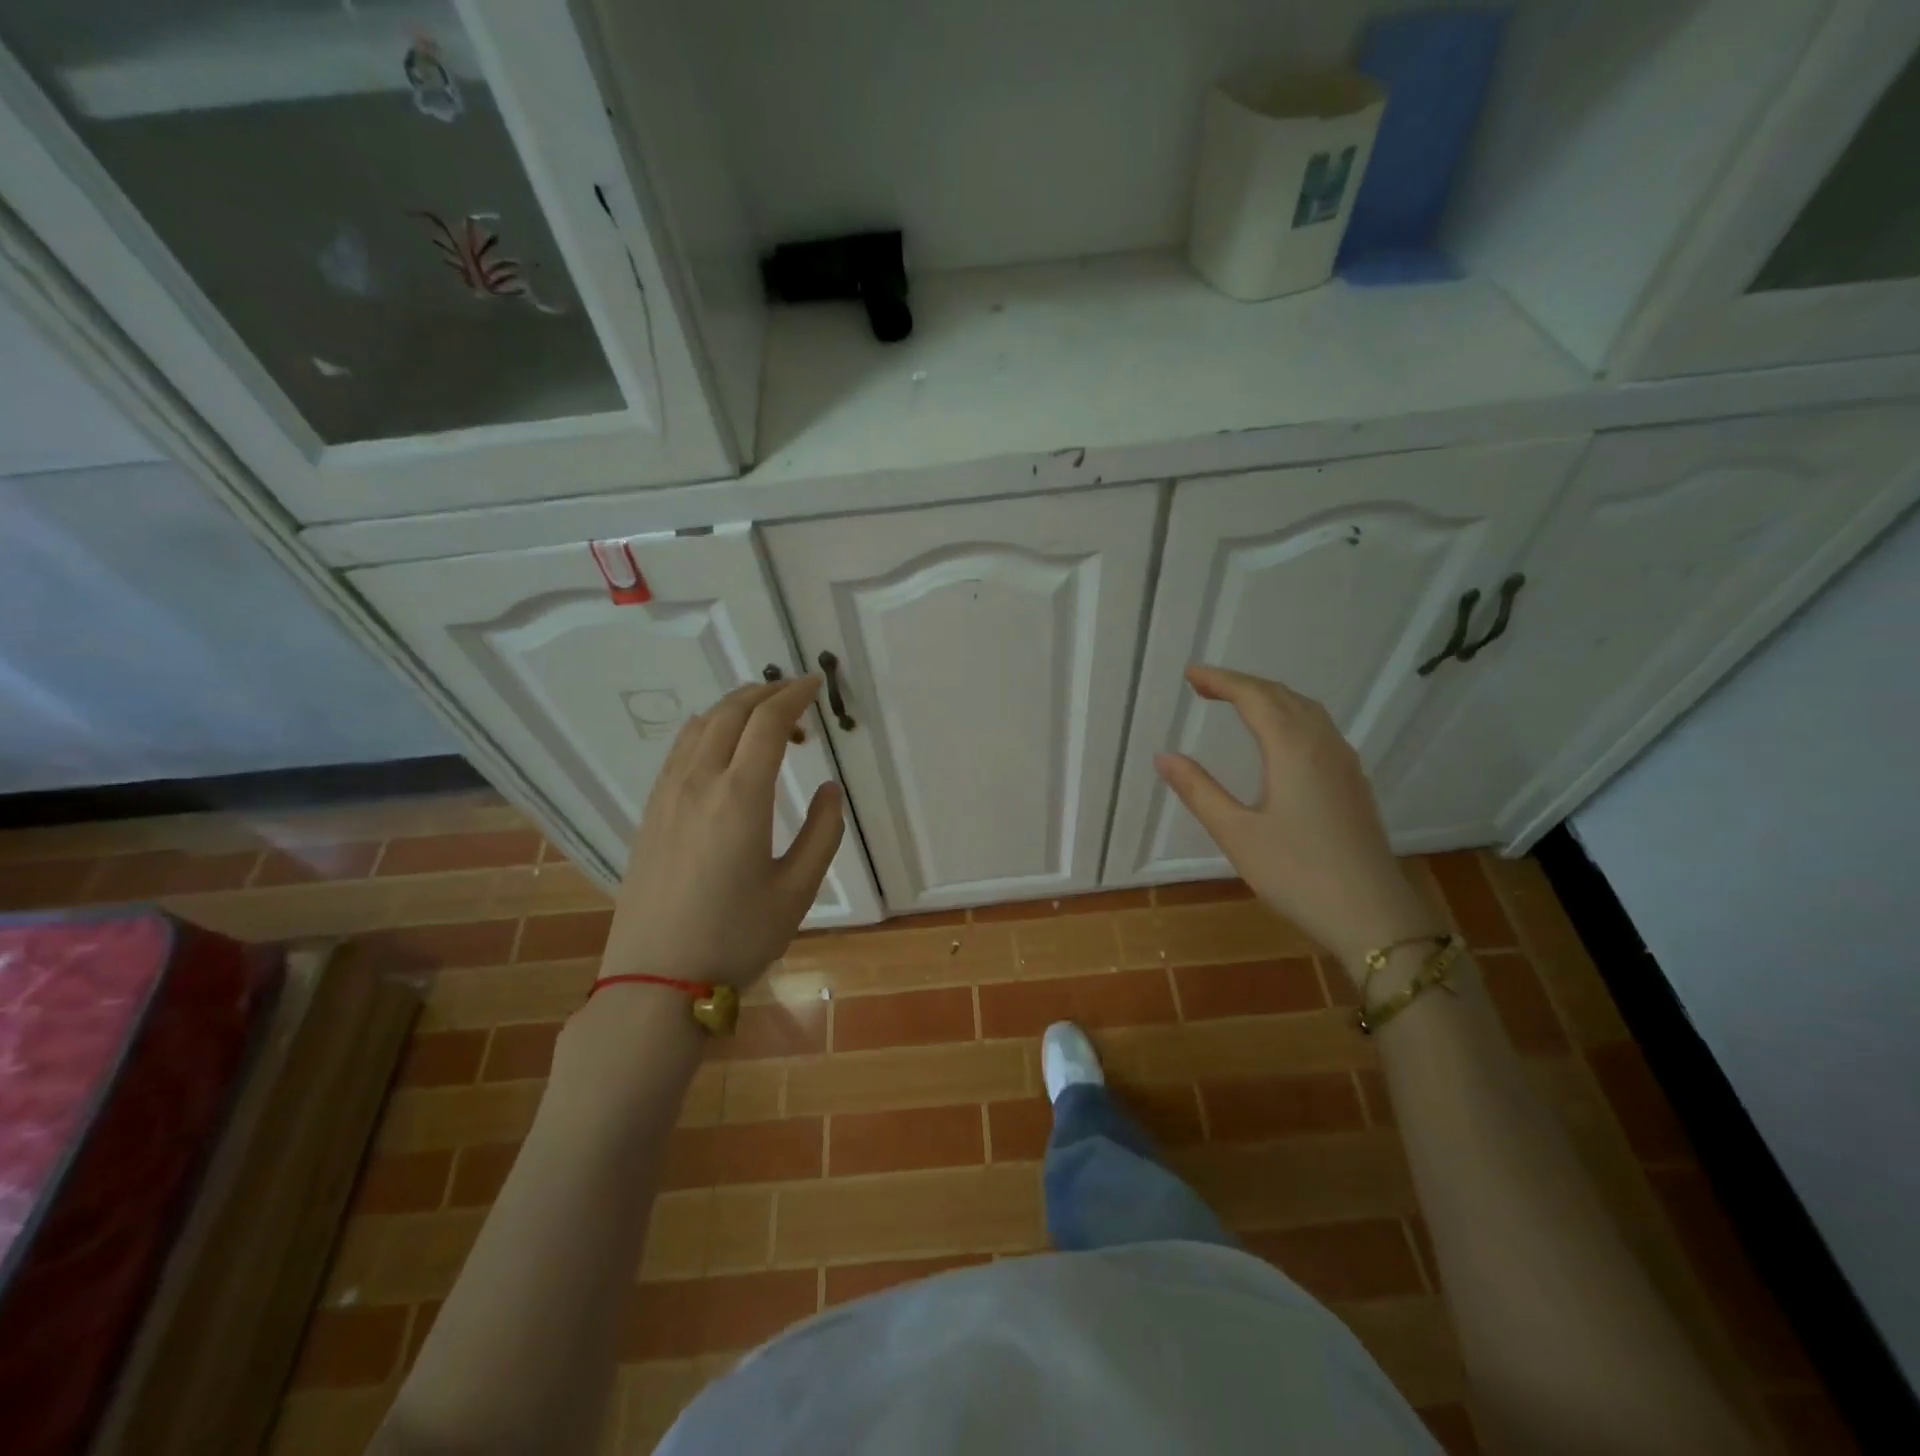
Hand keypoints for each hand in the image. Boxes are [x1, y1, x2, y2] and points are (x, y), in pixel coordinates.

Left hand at [599, 677, 843, 989]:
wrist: (656, 981)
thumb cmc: (736, 937)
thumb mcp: (797, 890)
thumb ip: (823, 832)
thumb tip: (828, 789)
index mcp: (740, 796)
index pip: (768, 722)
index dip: (795, 695)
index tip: (817, 685)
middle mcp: (699, 782)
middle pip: (731, 711)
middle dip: (767, 693)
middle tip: (798, 698)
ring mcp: (667, 795)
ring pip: (701, 725)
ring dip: (736, 709)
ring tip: (766, 722)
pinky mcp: (651, 812)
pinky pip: (681, 749)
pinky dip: (709, 730)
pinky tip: (725, 752)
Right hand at [1154, 665, 1442, 974]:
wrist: (1373, 917)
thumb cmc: (1297, 874)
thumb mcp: (1237, 834)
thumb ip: (1199, 791)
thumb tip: (1163, 756)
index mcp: (1293, 750)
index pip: (1254, 697)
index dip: (1221, 680)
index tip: (1190, 673)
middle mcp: (1323, 746)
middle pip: (1282, 696)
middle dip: (1242, 684)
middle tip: (1204, 686)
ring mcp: (1344, 765)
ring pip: (1306, 711)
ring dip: (1269, 698)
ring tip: (1237, 703)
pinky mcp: (1353, 785)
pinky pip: (1320, 730)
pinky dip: (1290, 716)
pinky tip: (1280, 739)